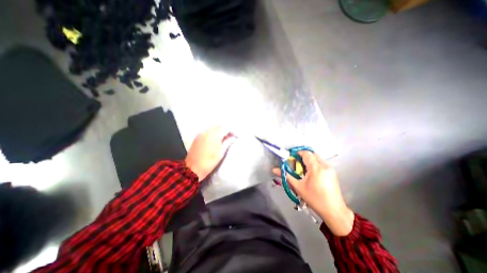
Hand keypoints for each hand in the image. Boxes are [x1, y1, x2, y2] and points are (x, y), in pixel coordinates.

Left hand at [184, 126, 235, 181]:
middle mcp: (207, 131)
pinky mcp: (197, 137)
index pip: (226, 127)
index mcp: (214, 135)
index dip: (232, 131)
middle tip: (230, 137)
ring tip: (223, 138)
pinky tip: (215, 139)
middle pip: (219, 125)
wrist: (193, 169)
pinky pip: (207, 130)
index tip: (235, 136)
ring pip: (213, 127)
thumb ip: (228, 142)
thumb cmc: (209, 162)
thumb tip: (233, 137)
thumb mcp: (221, 153)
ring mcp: (201, 133)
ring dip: (219, 130)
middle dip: (226, 129)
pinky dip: (213, 132)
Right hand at [273, 151, 354, 235]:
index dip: (298, 153)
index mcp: (316, 168)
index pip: (306, 153)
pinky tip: (311, 174)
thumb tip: (274, 170)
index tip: (291, 158)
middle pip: (312, 154)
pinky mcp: (333, 173)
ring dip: (309, 160)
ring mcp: (330, 169)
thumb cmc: (314, 199)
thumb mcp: (298, 187)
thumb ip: (286, 176)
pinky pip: (322, 163)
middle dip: (303, 156)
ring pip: (318, 158)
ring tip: (303, 170)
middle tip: (297, 164)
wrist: (334, 211)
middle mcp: (325, 165)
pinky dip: (315, 164)